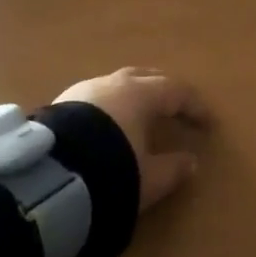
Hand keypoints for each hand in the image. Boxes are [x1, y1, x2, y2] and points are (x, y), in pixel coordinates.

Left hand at [54, 68, 203, 212]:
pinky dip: (109, 108)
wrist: (48, 178)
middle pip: (146, 78)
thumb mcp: (149, 179)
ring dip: (132, 97)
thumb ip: (173, 169)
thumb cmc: (110, 171)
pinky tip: (106, 125)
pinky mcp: (60, 104)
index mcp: (140, 95)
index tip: (207, 123)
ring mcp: (83, 91)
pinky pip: (95, 99)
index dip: (194, 106)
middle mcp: (113, 84)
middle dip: (163, 91)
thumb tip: (190, 162)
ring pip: (116, 85)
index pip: (176, 91)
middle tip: (175, 106)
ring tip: (139, 116)